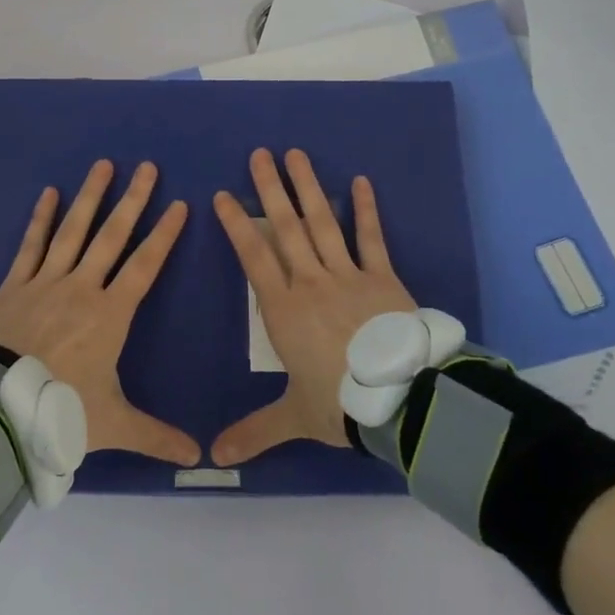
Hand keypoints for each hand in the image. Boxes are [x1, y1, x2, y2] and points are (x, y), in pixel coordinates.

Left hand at [0, 160, 200, 465]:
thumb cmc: (59, 409)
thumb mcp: (112, 425)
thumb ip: (156, 437)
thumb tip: (200, 459)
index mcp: (110, 314)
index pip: (145, 266)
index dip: (164, 235)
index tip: (180, 205)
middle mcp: (82, 288)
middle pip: (112, 236)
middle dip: (133, 201)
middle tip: (147, 168)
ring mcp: (46, 281)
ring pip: (73, 230)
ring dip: (90, 197)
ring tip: (104, 165)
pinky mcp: (15, 284)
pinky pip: (31, 244)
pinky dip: (41, 218)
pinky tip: (48, 193)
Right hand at [210, 148, 416, 465]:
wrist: (402, 401)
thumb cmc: (339, 402)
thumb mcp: (292, 416)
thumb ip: (253, 432)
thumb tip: (212, 459)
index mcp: (283, 308)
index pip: (253, 256)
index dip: (236, 224)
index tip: (222, 195)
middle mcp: (311, 282)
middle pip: (286, 228)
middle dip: (270, 189)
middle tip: (259, 154)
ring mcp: (348, 275)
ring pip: (323, 223)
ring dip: (308, 187)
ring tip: (295, 154)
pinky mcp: (383, 278)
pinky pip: (372, 239)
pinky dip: (366, 211)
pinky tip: (360, 182)